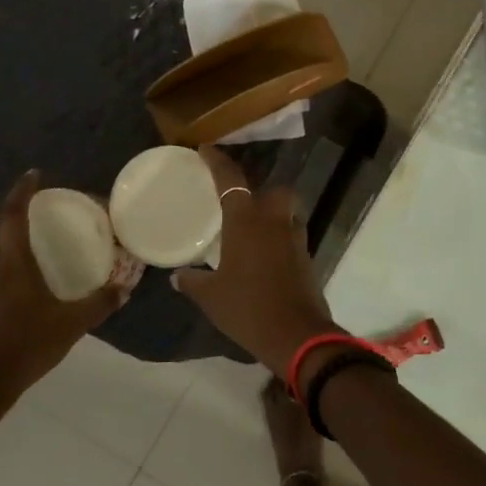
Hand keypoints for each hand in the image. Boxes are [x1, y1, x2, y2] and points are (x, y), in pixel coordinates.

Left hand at [0, 171, 128, 421]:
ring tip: (15, 252)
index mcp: (14, 267)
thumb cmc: (27, 346)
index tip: (33, 175)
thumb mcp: (72, 325)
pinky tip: (2, 298)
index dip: (21, 192)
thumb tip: (125, 287)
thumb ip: (100, 304)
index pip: (14, 217)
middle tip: (15, 210)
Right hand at [173, 145, 335, 375]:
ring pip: (287, 211)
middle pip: (275, 189)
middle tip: (242, 200)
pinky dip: (280, 237)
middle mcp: (274, 221)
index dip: (217, 162)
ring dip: (274, 213)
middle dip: (261, 188)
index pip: (230, 180)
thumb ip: (193, 282)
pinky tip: (265, 254)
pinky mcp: (307, 257)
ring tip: (253, 228)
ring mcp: (295, 238)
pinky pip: (292, 235)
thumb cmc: (248, 308)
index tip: (206, 150)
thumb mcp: (211, 297)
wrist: (297, 335)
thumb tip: (177, 276)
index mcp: (246, 221)